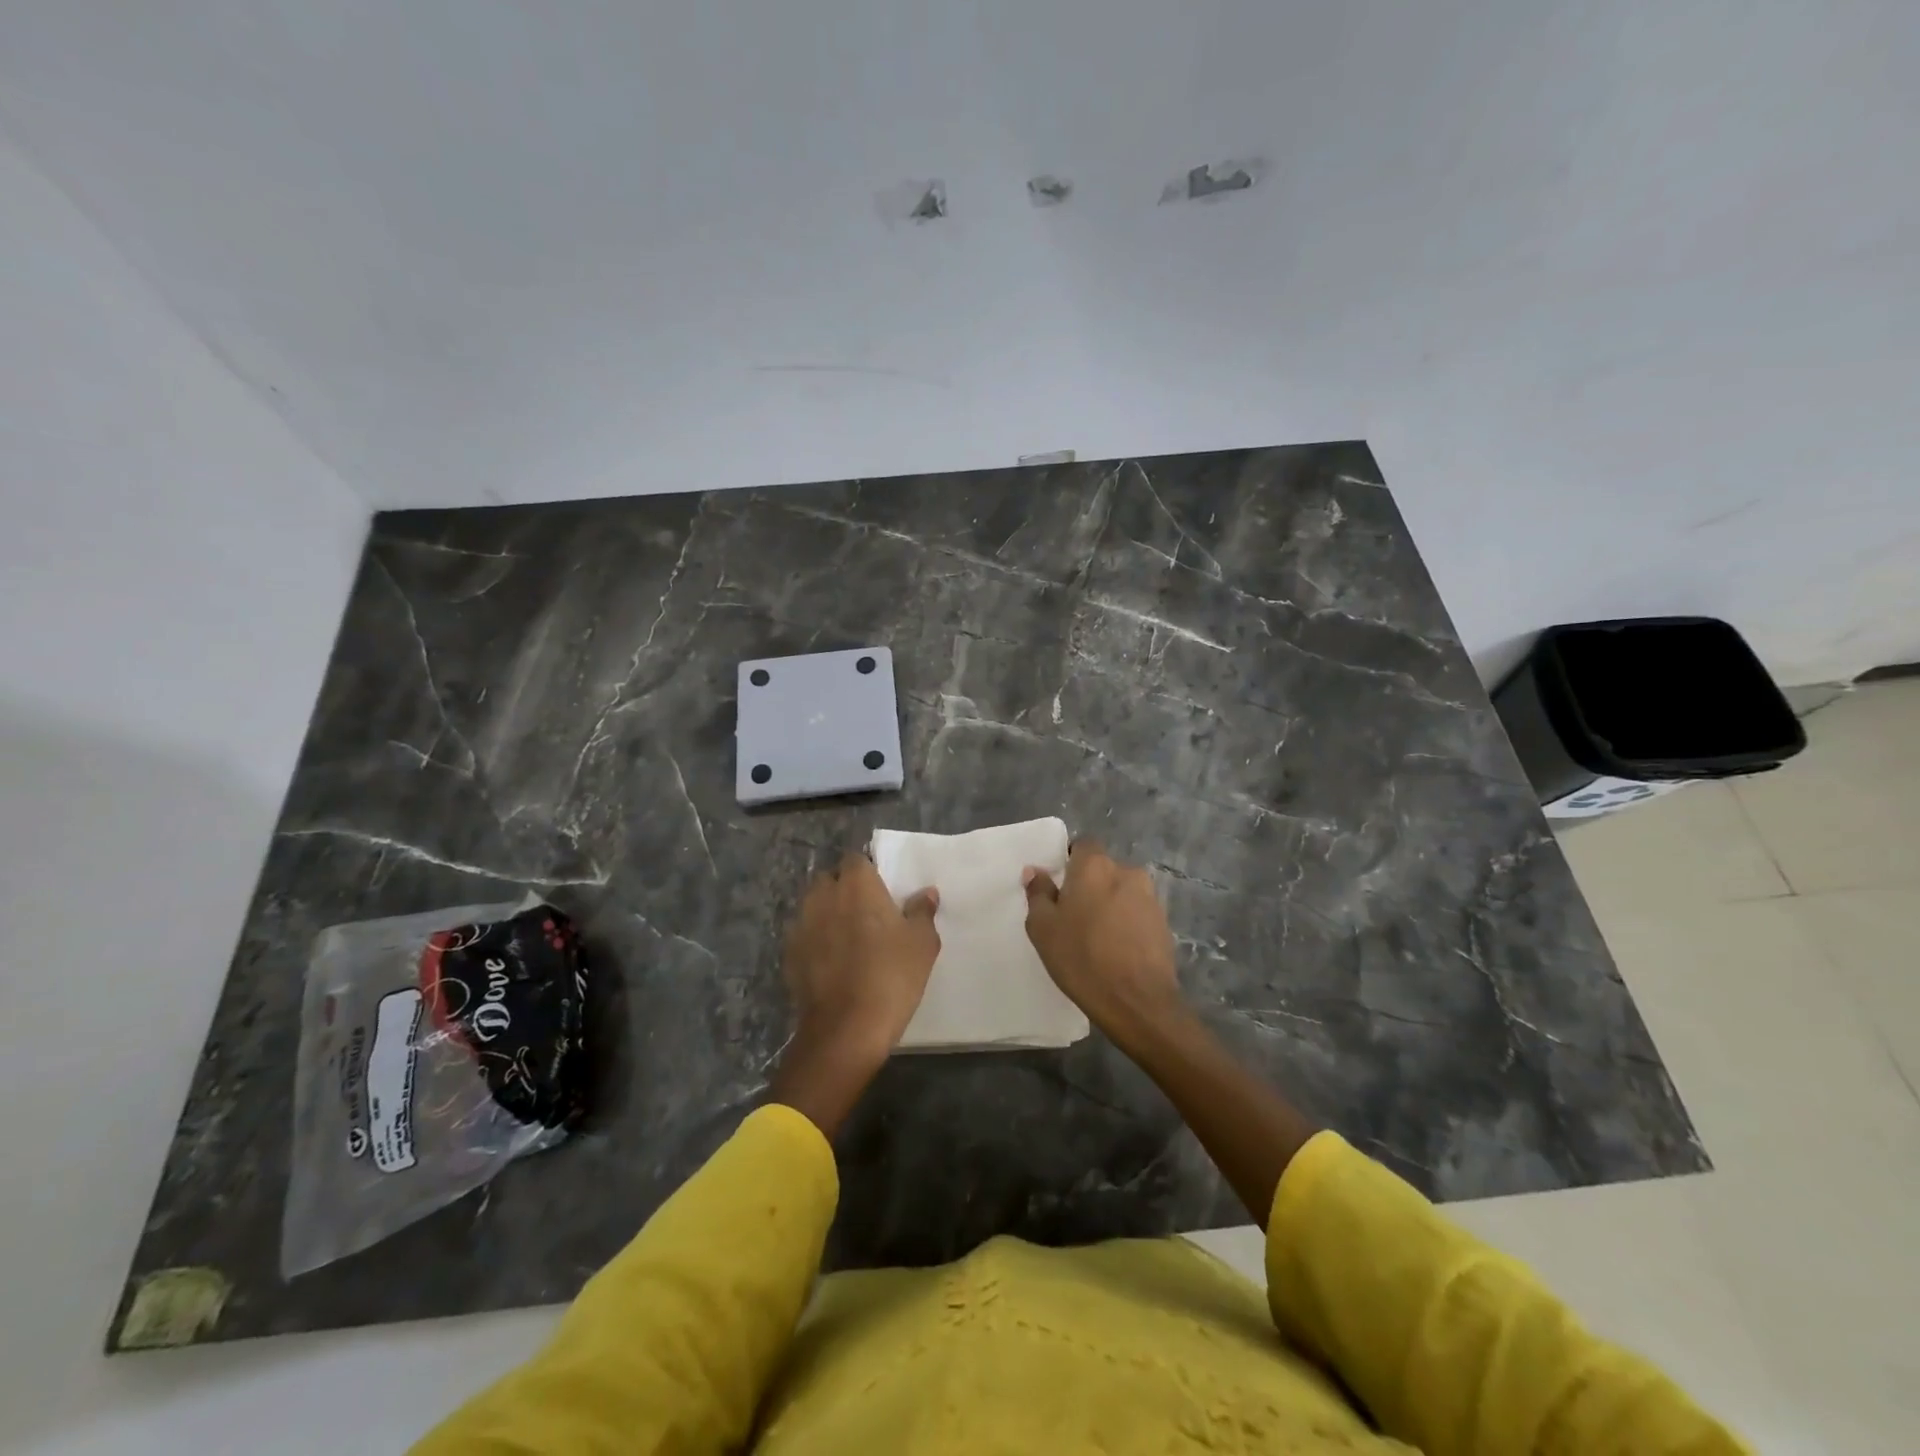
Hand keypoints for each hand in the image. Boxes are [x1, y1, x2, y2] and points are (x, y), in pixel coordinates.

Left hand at [772, 853, 939, 1134]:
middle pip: (830, 879)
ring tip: (847, 937)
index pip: (856, 859)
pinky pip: (804, 935)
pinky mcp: (789, 954)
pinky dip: (815, 941)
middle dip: (844, 889)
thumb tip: (925, 893)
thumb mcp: (922, 943)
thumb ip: (922, 911)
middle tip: (866, 912)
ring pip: (813, 906)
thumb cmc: (891, 976)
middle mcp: (823, 896)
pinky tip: (831, 962)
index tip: (882, 889)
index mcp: (857, 884)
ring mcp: (801, 925)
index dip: (868, 871)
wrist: (845, 1028)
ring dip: (827, 914)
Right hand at [1023, 840, 1181, 1042]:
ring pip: (1121, 891)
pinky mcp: (1164, 922)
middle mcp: (1126, 871)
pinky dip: (1126, 922)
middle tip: (1073, 916)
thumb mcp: (1043, 928)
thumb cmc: (1081, 958)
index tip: (1060, 888)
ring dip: (1110, 904)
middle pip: (1102, 869)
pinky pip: (1137, 912)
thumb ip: (1038, 893)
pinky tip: (1117, 949)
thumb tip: (1036, 870)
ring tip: (1097, 936)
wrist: (1137, 1001)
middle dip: (1089, 885)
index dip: (1070, 862)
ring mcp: (1150, 896)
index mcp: (1095, 866)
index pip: (1082, 846)